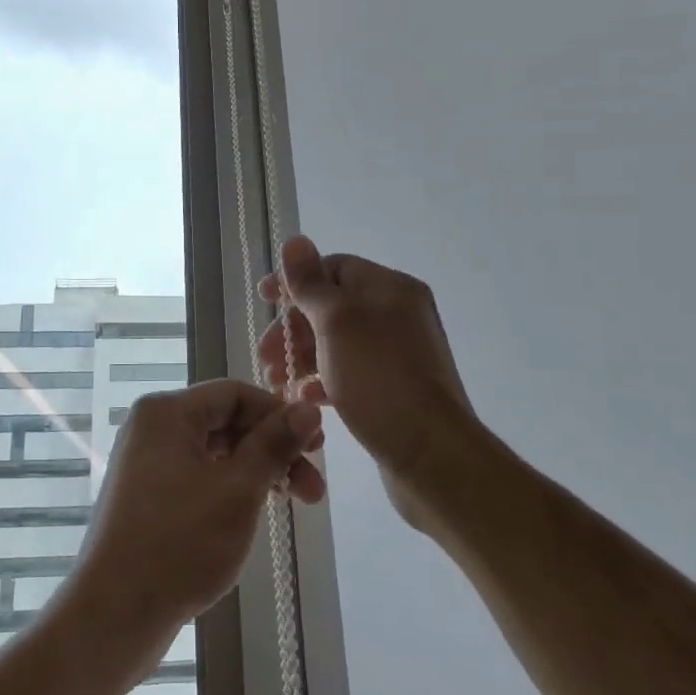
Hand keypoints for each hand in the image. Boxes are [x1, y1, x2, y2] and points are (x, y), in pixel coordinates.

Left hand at [71, 381, 324, 646]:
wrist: (113, 615)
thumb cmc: (179, 544)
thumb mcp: (238, 490)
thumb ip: (274, 445)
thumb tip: (310, 408)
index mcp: (166, 412)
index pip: (235, 393)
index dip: (279, 414)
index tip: (316, 445)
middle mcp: (153, 427)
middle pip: (227, 422)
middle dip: (274, 450)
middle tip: (315, 485)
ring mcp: (148, 463)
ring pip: (217, 452)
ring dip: (259, 472)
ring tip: (300, 503)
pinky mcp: (149, 496)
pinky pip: (200, 475)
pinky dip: (233, 488)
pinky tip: (259, 511)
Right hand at [258, 236, 482, 531]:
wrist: (432, 455)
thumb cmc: (379, 378)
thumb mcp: (337, 322)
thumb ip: (311, 283)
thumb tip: (296, 239)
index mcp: (389, 288)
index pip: (334, 268)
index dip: (295, 281)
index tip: (263, 300)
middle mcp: (397, 313)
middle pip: (332, 306)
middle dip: (293, 328)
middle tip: (266, 356)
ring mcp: (398, 353)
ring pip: (338, 342)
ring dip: (303, 357)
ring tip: (277, 383)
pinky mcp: (394, 388)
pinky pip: (351, 372)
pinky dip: (324, 380)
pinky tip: (305, 399)